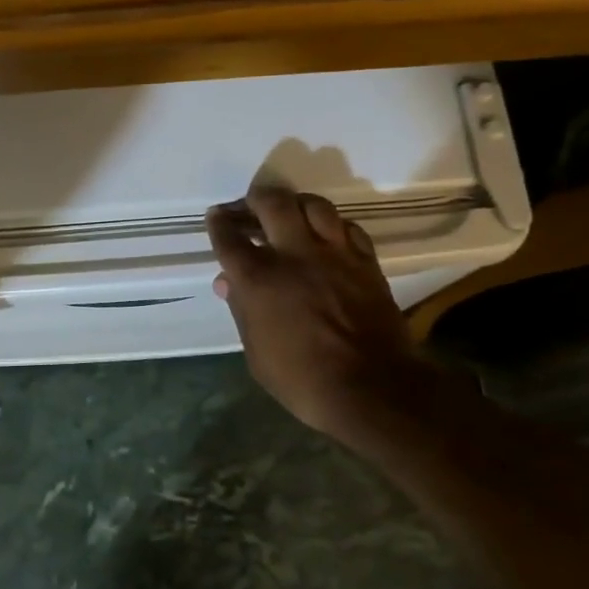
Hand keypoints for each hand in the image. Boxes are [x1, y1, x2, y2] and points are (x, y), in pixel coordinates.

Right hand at [208, 184, 433, 439]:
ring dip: (295, 203)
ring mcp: (333, 254)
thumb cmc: (302, 379)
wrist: (372, 389)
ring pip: (313, 205)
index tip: (216, 216)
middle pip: (271, 204)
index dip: (219, 223)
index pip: (229, 237)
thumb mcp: (256, 353)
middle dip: (254, 199)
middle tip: (249, 206)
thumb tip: (228, 283)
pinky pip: (347, 227)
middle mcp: (293, 255)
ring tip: (289, 212)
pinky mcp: (365, 261)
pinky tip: (327, 234)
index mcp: (258, 278)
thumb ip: (242, 310)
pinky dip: (332, 225)